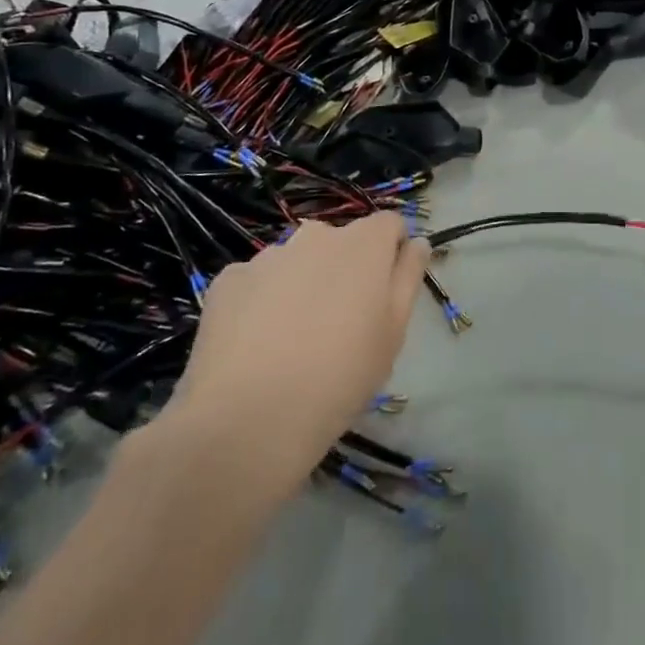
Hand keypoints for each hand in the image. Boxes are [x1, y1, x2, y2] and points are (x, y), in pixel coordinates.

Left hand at [167, 214, 431, 469]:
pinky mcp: (228, 280)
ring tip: (291, 339)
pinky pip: (256, 282)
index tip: (385, 292)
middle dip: (344, 269)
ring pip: (296, 261)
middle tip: (338, 324)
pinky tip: (254, 346)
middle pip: (340, 242)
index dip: (392, 252)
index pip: (389, 224)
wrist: (248, 420)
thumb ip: (409, 278)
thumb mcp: (393, 334)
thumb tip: (416, 243)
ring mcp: (268, 255)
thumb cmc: (340, 377)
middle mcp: (317, 236)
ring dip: (301, 283)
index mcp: (364, 244)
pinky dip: (260, 302)